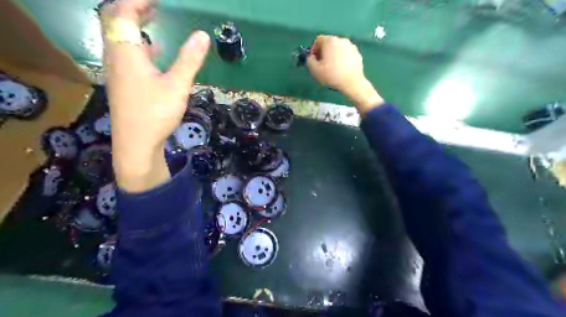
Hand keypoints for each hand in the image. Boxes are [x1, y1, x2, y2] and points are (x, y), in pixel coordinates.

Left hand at [99, 0, 209, 190]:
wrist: (136, 143)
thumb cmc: (156, 113)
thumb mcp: (177, 86)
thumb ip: (189, 60)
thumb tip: (202, 35)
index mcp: (126, 52)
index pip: (122, 13)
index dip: (138, 1)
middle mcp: (115, 57)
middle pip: (115, 21)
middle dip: (134, 9)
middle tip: (155, 6)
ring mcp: (116, 70)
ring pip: (119, 38)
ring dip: (134, 26)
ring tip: (154, 21)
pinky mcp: (122, 83)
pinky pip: (125, 53)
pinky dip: (137, 44)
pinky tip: (154, 53)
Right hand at [305, 34, 384, 112]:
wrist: (352, 82)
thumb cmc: (332, 75)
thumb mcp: (315, 70)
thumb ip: (309, 60)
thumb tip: (311, 57)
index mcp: (330, 41)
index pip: (318, 40)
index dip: (313, 50)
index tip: (314, 61)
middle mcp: (341, 39)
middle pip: (328, 43)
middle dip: (324, 52)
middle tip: (322, 65)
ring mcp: (351, 46)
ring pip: (338, 48)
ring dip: (333, 55)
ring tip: (332, 68)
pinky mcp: (357, 53)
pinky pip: (346, 53)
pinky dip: (342, 59)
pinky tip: (341, 69)